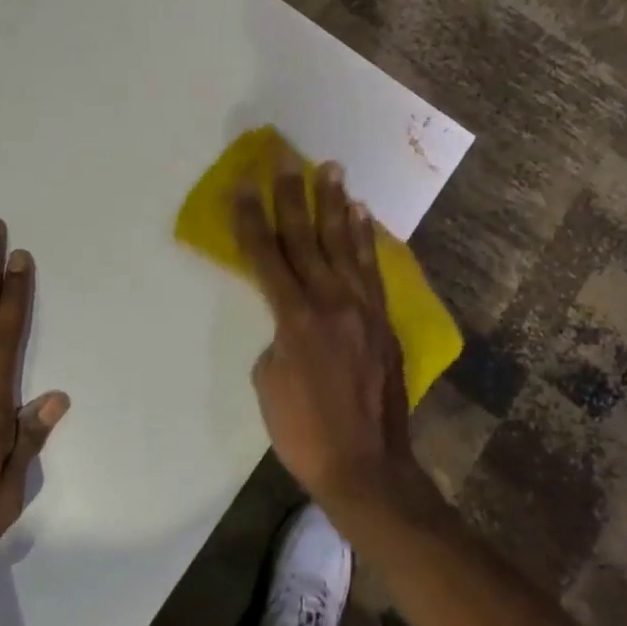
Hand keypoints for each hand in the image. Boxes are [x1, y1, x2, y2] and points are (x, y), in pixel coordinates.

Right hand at [231, 152, 417, 514]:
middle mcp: (331, 303)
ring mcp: (363, 310)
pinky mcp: (383, 321)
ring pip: (345, 246)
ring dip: (336, 205)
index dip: (251, 218)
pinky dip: (364, 239)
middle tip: (286, 159)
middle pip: (306, 239)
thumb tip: (292, 320)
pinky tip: (361, 216)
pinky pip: (371, 270)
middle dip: (293, 196)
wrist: (368, 467)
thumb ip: (278, 338)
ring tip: (333, 169)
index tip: (243, 183)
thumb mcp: (269, 383)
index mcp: (295, 320)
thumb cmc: (305, 432)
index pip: (266, 257)